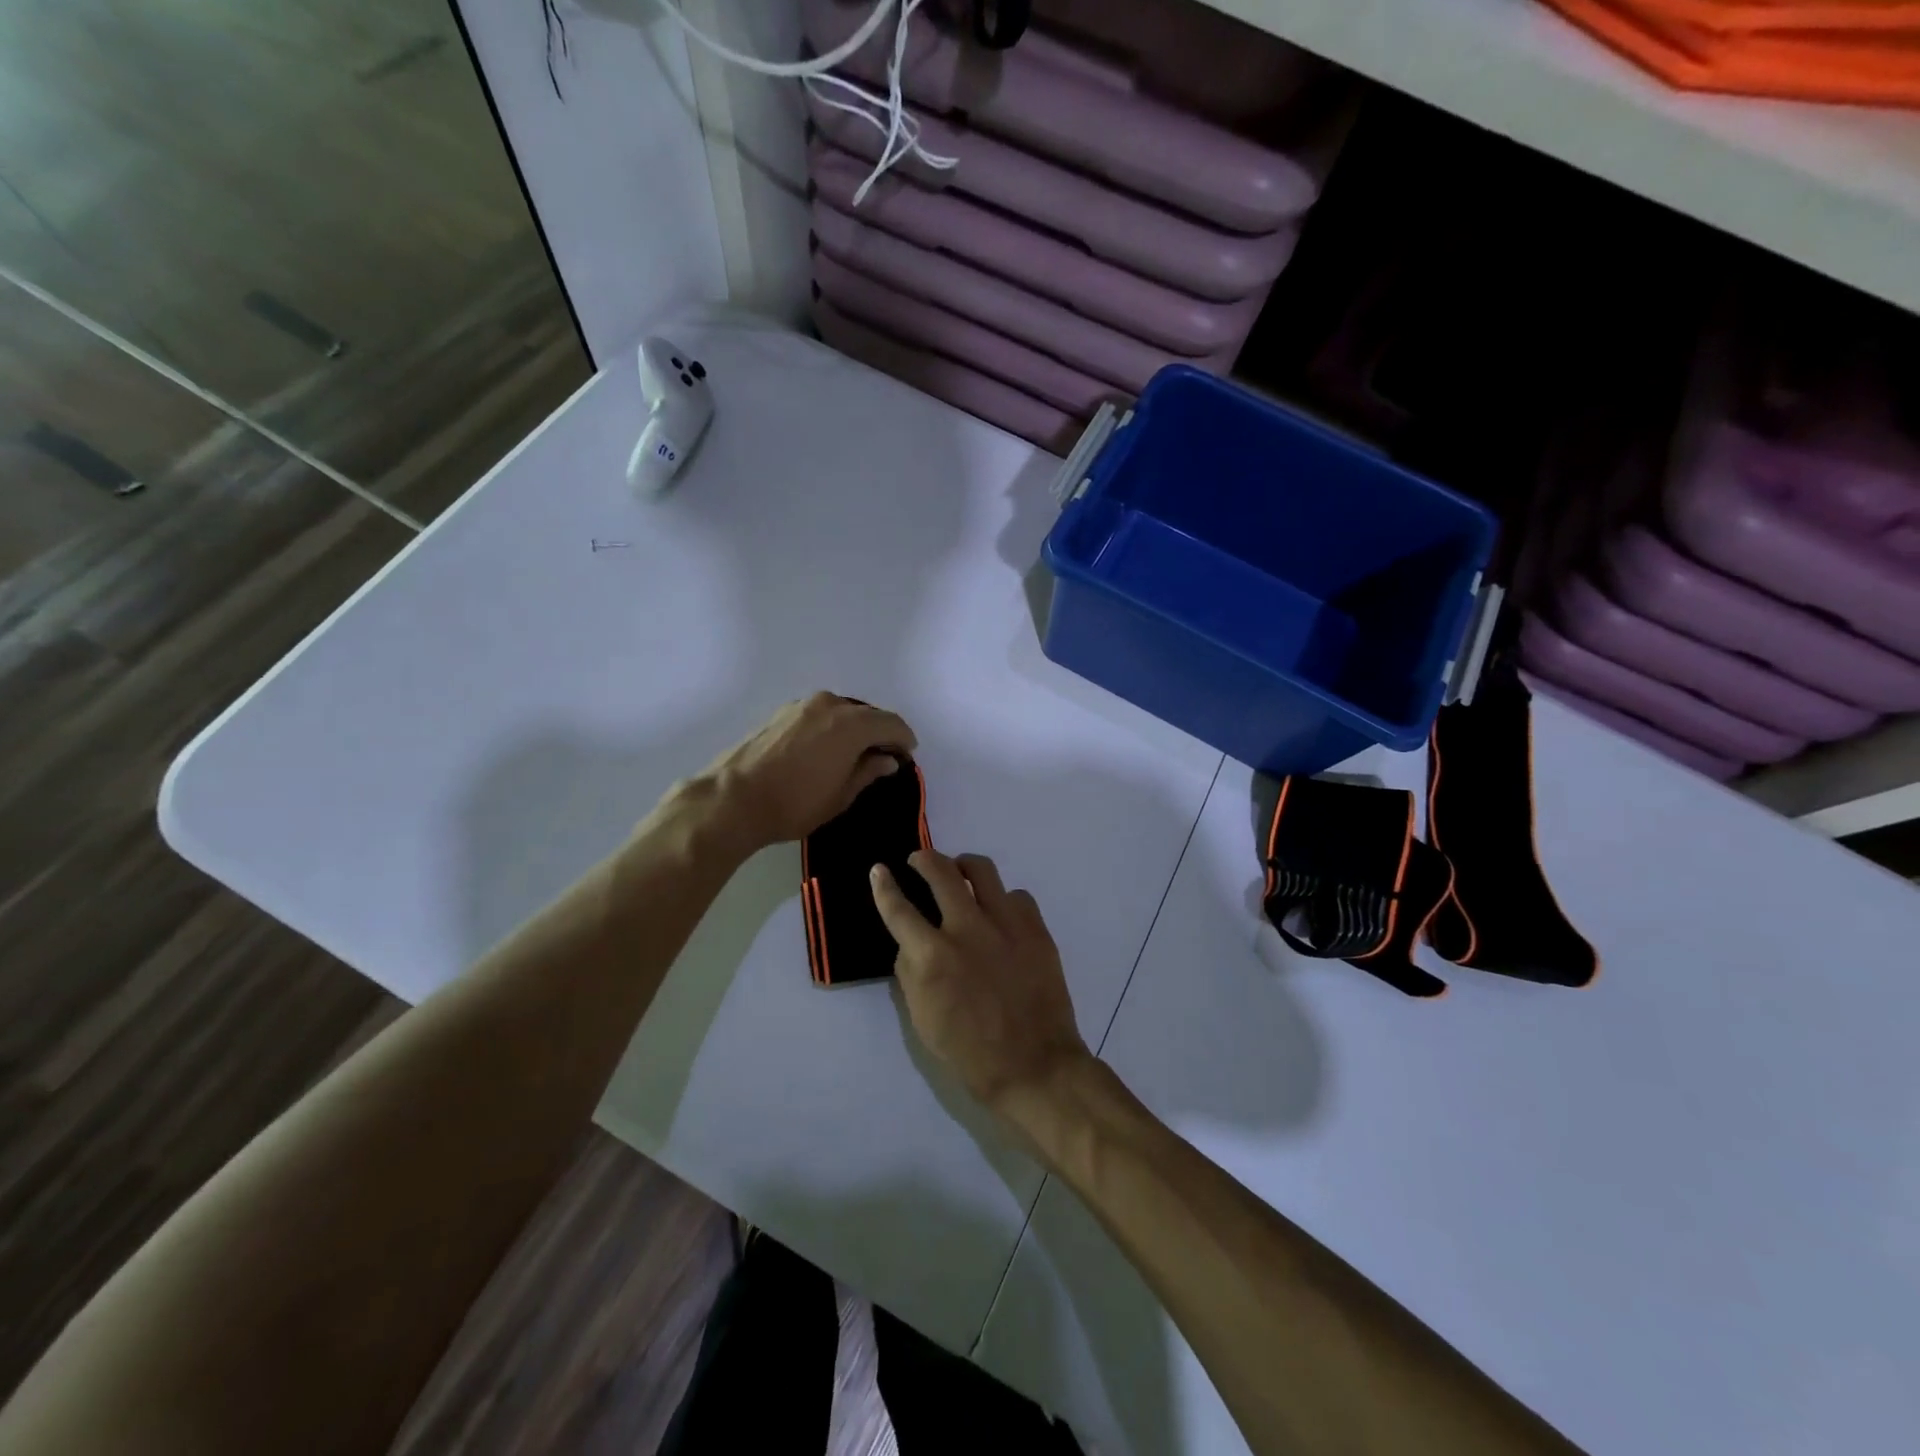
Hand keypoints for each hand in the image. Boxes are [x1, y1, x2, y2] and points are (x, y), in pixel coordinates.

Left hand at [703, 693, 917, 849]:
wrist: (733, 799)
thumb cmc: (795, 803)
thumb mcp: (841, 795)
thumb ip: (868, 771)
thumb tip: (887, 759)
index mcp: (851, 724)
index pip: (891, 724)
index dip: (904, 739)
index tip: (907, 756)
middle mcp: (830, 704)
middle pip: (867, 714)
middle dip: (880, 733)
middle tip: (883, 757)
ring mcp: (803, 705)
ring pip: (841, 712)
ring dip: (854, 729)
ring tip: (854, 754)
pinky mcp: (782, 712)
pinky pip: (820, 715)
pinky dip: (831, 727)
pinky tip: (826, 749)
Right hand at [870, 850, 1089, 1113]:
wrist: (1035, 1065)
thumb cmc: (970, 1052)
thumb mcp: (922, 1019)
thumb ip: (910, 972)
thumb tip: (910, 943)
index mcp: (932, 956)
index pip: (898, 908)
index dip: (883, 885)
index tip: (879, 869)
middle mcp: (967, 929)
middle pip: (940, 872)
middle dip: (924, 859)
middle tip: (919, 860)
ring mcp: (1006, 924)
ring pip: (982, 870)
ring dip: (963, 865)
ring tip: (959, 870)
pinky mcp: (1036, 928)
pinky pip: (1017, 895)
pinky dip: (1002, 899)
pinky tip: (1000, 912)